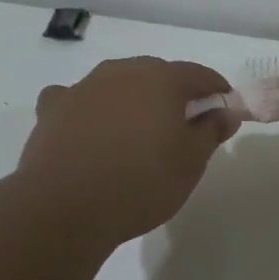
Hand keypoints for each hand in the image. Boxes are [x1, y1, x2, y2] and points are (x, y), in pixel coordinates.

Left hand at [18, 58, 238, 245]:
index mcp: (161, 79)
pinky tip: (89, 127)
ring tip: (138, 130)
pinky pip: (77, 98)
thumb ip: (211, 131)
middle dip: (173, 93)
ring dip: (132, 99)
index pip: (198, 74)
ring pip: (117, 83)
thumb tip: (226, 111)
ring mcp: (83, 88)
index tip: (224, 108)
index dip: (216, 89)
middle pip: (156, 74)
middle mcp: (121, 72)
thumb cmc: (141, 183)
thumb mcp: (191, 162)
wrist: (65, 207)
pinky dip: (88, 107)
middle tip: (183, 124)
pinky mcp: (52, 109)